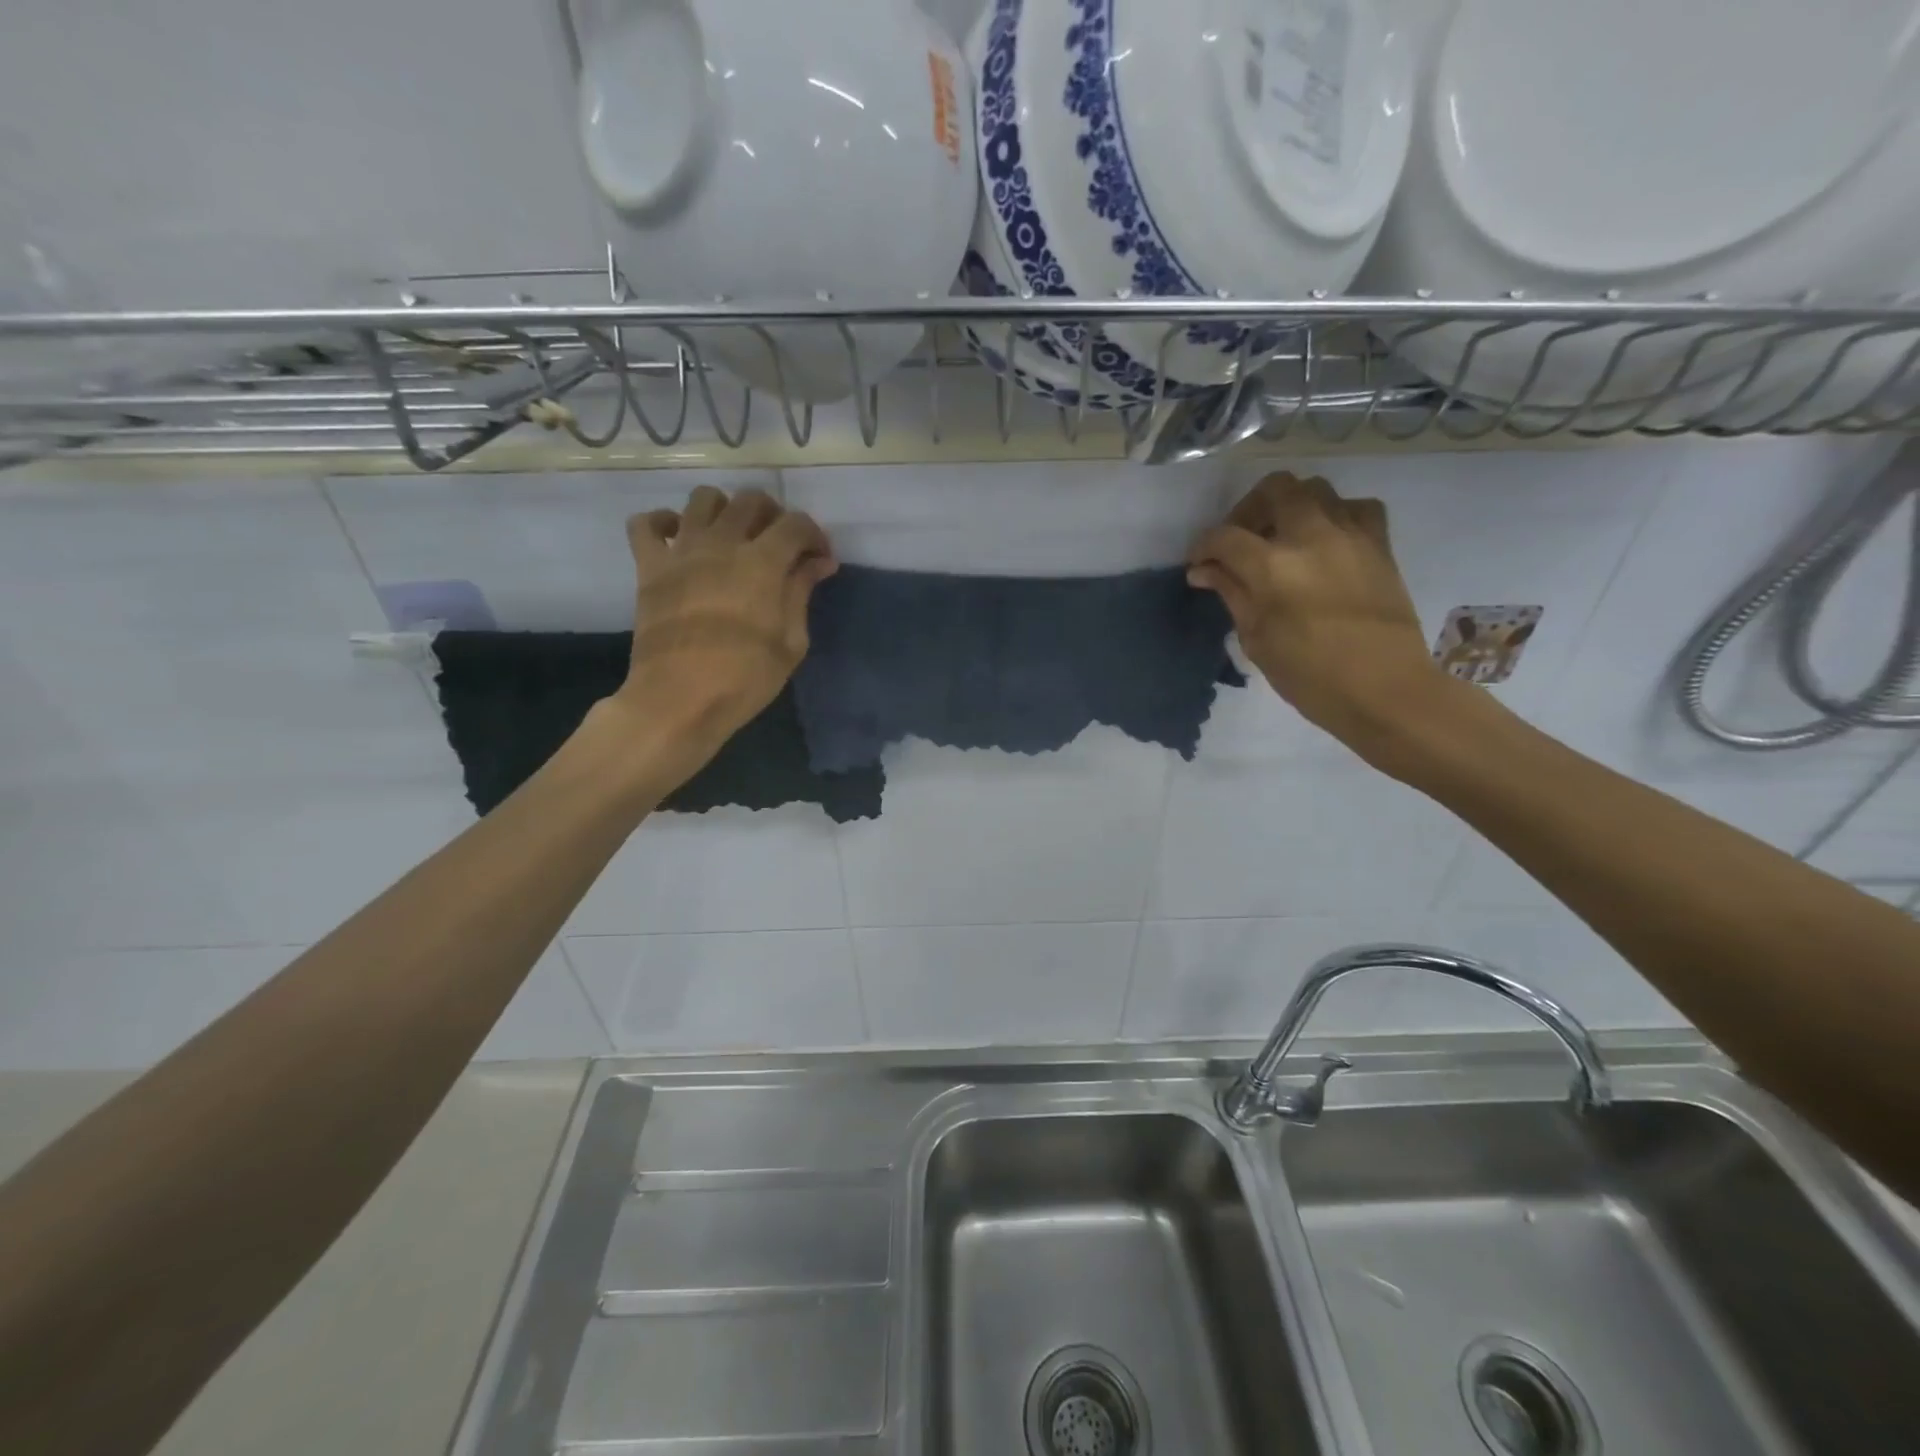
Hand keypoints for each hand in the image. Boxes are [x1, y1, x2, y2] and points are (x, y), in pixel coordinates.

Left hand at [612, 485, 836, 752]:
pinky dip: (662, 522)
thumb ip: (802, 592)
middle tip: (778, 545)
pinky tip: (678, 539)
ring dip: (725, 509)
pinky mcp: (649, 566)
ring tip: (732, 537)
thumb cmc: (744, 678)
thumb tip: (819, 562)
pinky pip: (645, 523)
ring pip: (703, 498)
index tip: (819, 560)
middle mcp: (722, 542)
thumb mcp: (791, 642)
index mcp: (763, 562)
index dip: (814, 536)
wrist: (678, 699)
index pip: (796, 524)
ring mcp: (681, 550)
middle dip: (773, 515)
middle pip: (751, 500)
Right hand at [1188, 473, 1446, 757]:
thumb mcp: (1258, 641)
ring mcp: (1351, 535)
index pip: (1225, 538)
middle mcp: (1312, 537)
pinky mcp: (1379, 544)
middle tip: (1240, 541)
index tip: (1198, 565)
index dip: (1203, 548)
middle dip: (1247, 510)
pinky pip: (1354, 507)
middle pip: (1274, 489)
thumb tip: (1205, 571)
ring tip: (1281, 539)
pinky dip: (1334, 515)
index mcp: (1273, 567)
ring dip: (1289, 507)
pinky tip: (1325, 541)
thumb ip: (1232, 594)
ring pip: (1315, 489)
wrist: (1385, 690)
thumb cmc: (1311, 677)